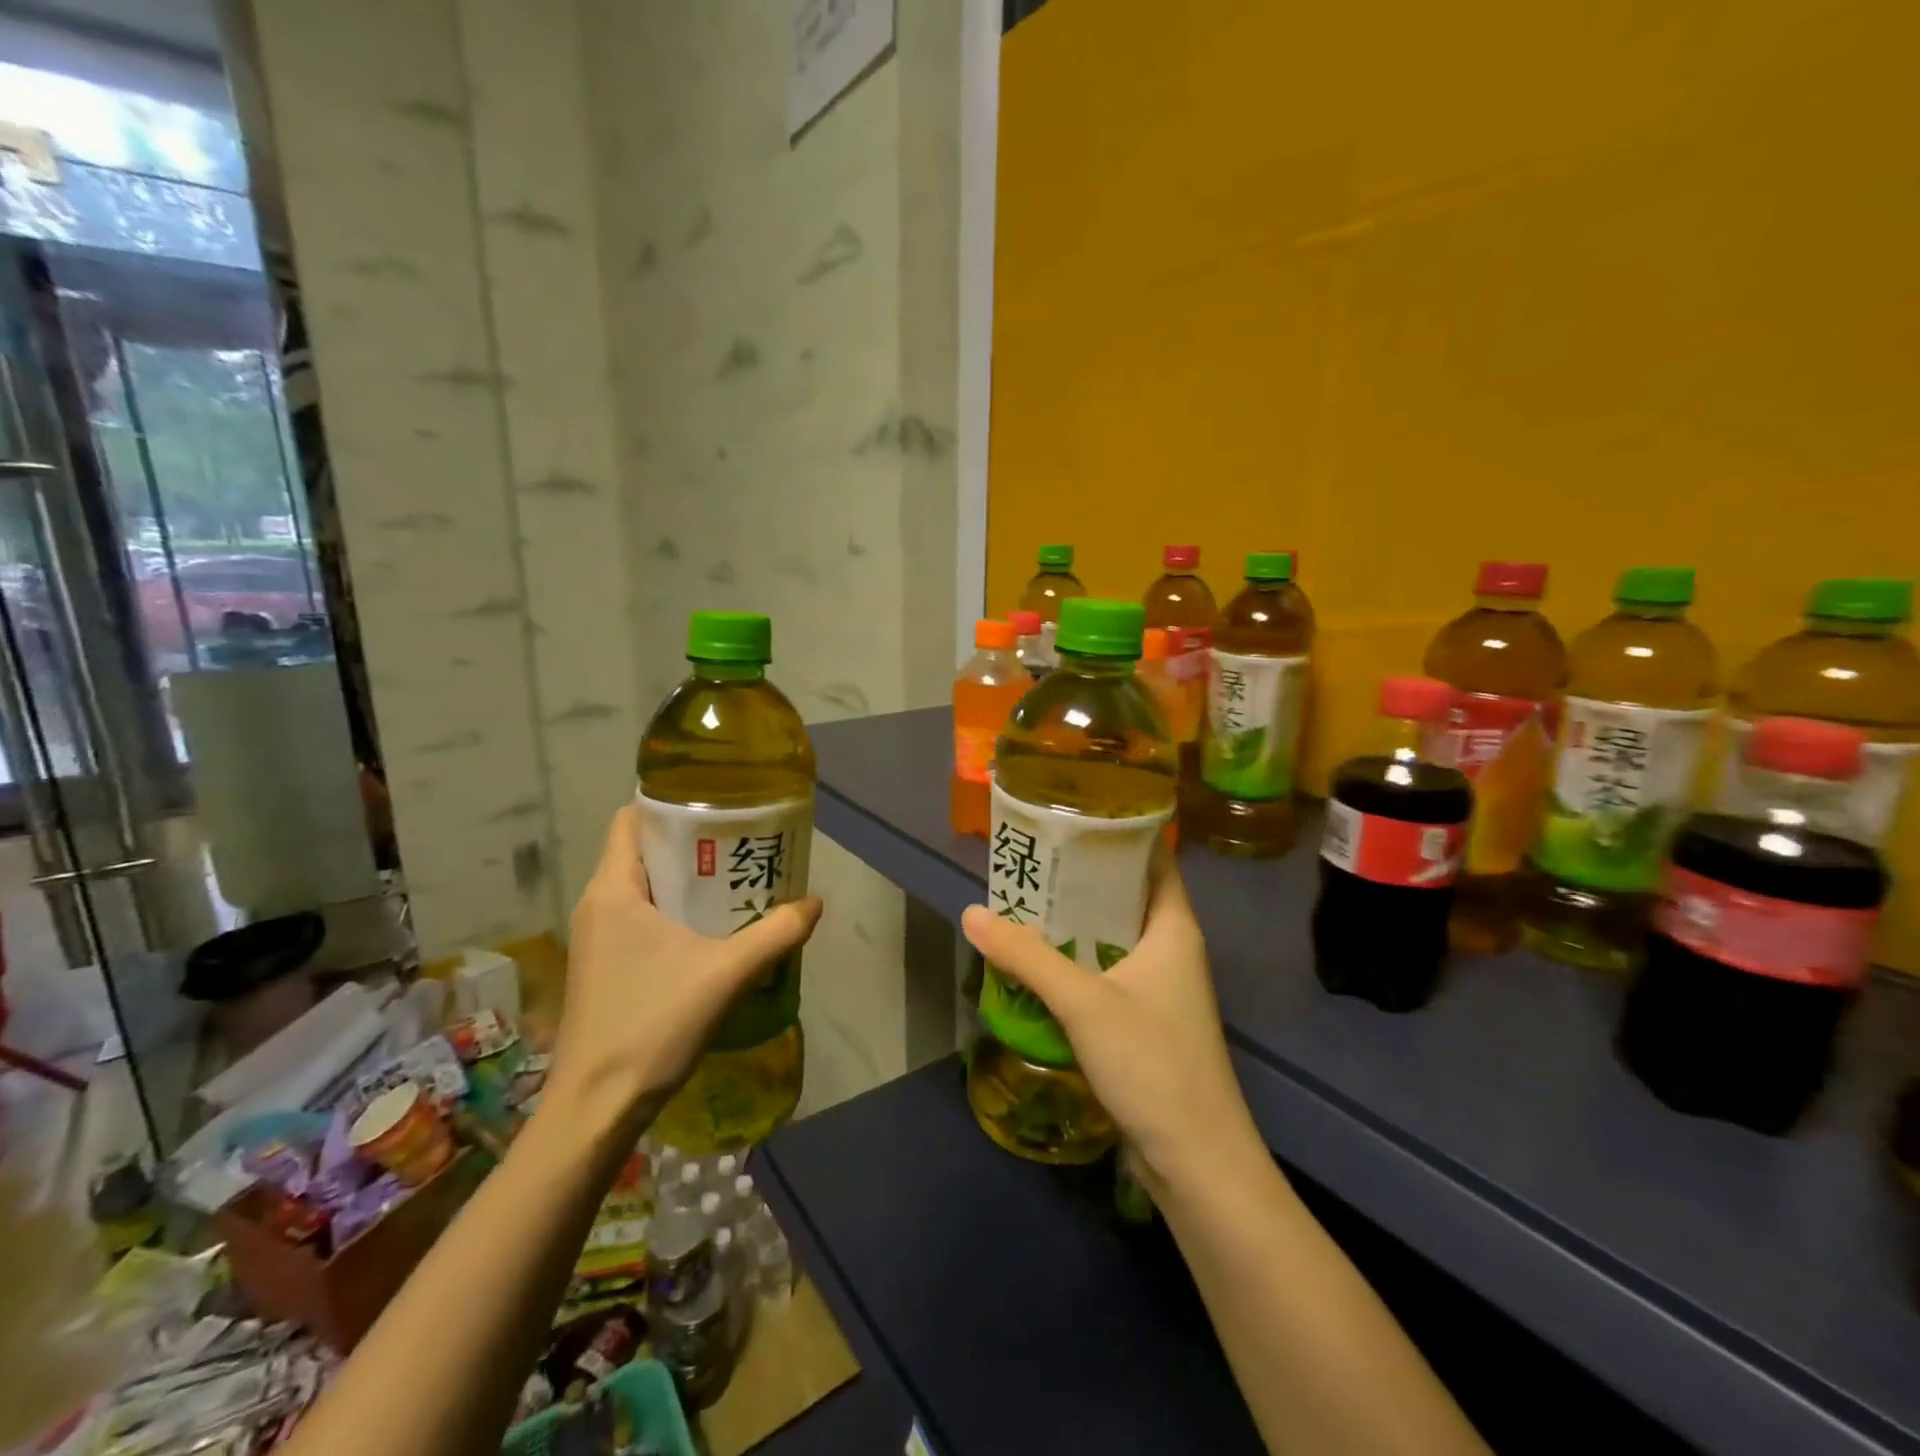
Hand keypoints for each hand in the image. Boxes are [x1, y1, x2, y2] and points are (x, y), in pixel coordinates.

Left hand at [547, 804, 823, 1130]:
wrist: (596, 1108)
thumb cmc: (652, 1025)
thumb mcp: (726, 974)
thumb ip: (775, 933)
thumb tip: (815, 902)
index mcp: (614, 889)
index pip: (631, 819)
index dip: (671, 804)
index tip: (718, 804)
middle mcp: (598, 904)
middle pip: (644, 850)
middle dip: (692, 842)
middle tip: (743, 842)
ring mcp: (598, 938)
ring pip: (644, 886)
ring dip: (687, 880)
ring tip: (736, 880)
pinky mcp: (605, 966)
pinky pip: (642, 917)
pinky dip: (676, 911)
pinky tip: (714, 929)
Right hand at [961, 845, 1256, 1193]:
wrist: (1197, 1161)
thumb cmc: (1152, 1063)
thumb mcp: (1084, 1002)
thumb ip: (1027, 957)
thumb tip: (973, 913)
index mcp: (1172, 928)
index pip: (1153, 860)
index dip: (1118, 834)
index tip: (1071, 818)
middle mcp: (1171, 949)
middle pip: (1125, 897)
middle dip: (1081, 879)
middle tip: (1031, 861)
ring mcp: (1160, 988)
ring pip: (1112, 938)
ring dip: (1073, 924)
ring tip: (1023, 903)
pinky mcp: (1146, 1022)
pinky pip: (1107, 974)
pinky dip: (1075, 962)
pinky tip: (1037, 963)